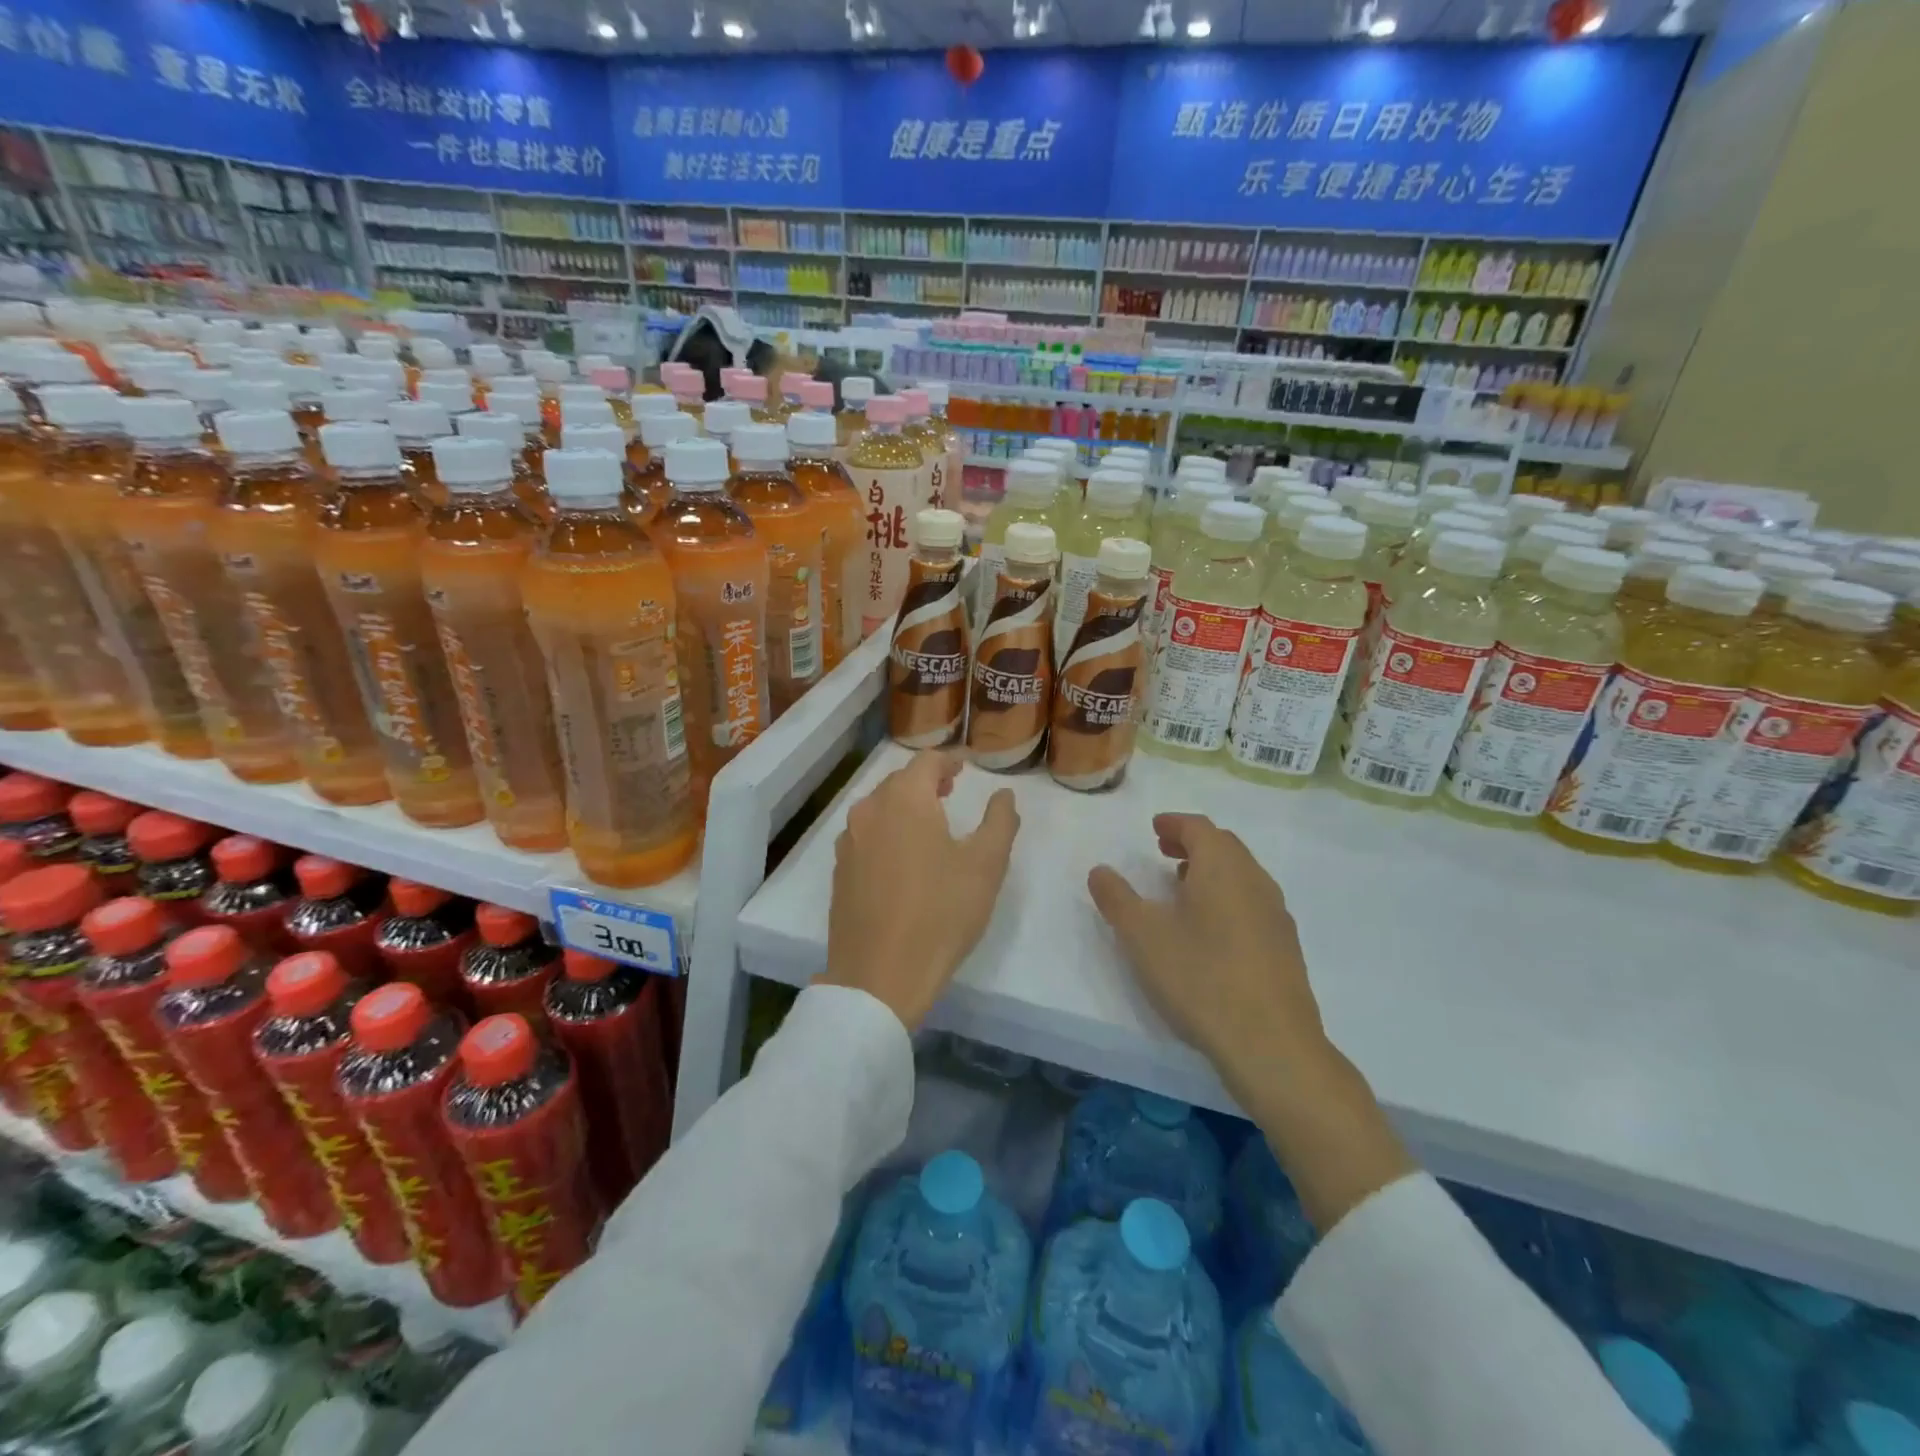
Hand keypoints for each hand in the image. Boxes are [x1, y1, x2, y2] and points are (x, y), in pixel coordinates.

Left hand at [820, 750, 1019, 1030]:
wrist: (880, 975)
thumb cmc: (941, 913)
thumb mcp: (986, 865)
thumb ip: (999, 821)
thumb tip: (1004, 795)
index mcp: (904, 800)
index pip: (927, 762)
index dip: (948, 761)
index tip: (964, 770)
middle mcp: (869, 811)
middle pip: (898, 782)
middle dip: (925, 782)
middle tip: (950, 792)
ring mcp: (848, 842)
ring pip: (878, 809)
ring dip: (903, 807)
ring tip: (927, 825)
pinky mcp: (839, 872)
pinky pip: (865, 837)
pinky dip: (885, 833)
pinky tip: (901, 860)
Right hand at [1087, 813, 1327, 1100]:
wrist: (1271, 1043)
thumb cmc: (1200, 977)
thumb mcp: (1142, 935)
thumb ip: (1116, 898)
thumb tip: (1100, 870)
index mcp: (1222, 867)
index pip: (1199, 827)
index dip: (1174, 823)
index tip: (1154, 828)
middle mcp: (1255, 880)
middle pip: (1224, 846)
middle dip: (1192, 843)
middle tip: (1163, 852)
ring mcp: (1276, 914)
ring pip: (1241, 875)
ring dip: (1211, 871)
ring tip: (1182, 889)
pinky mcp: (1285, 947)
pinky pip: (1252, 903)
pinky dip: (1228, 897)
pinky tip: (1210, 930)